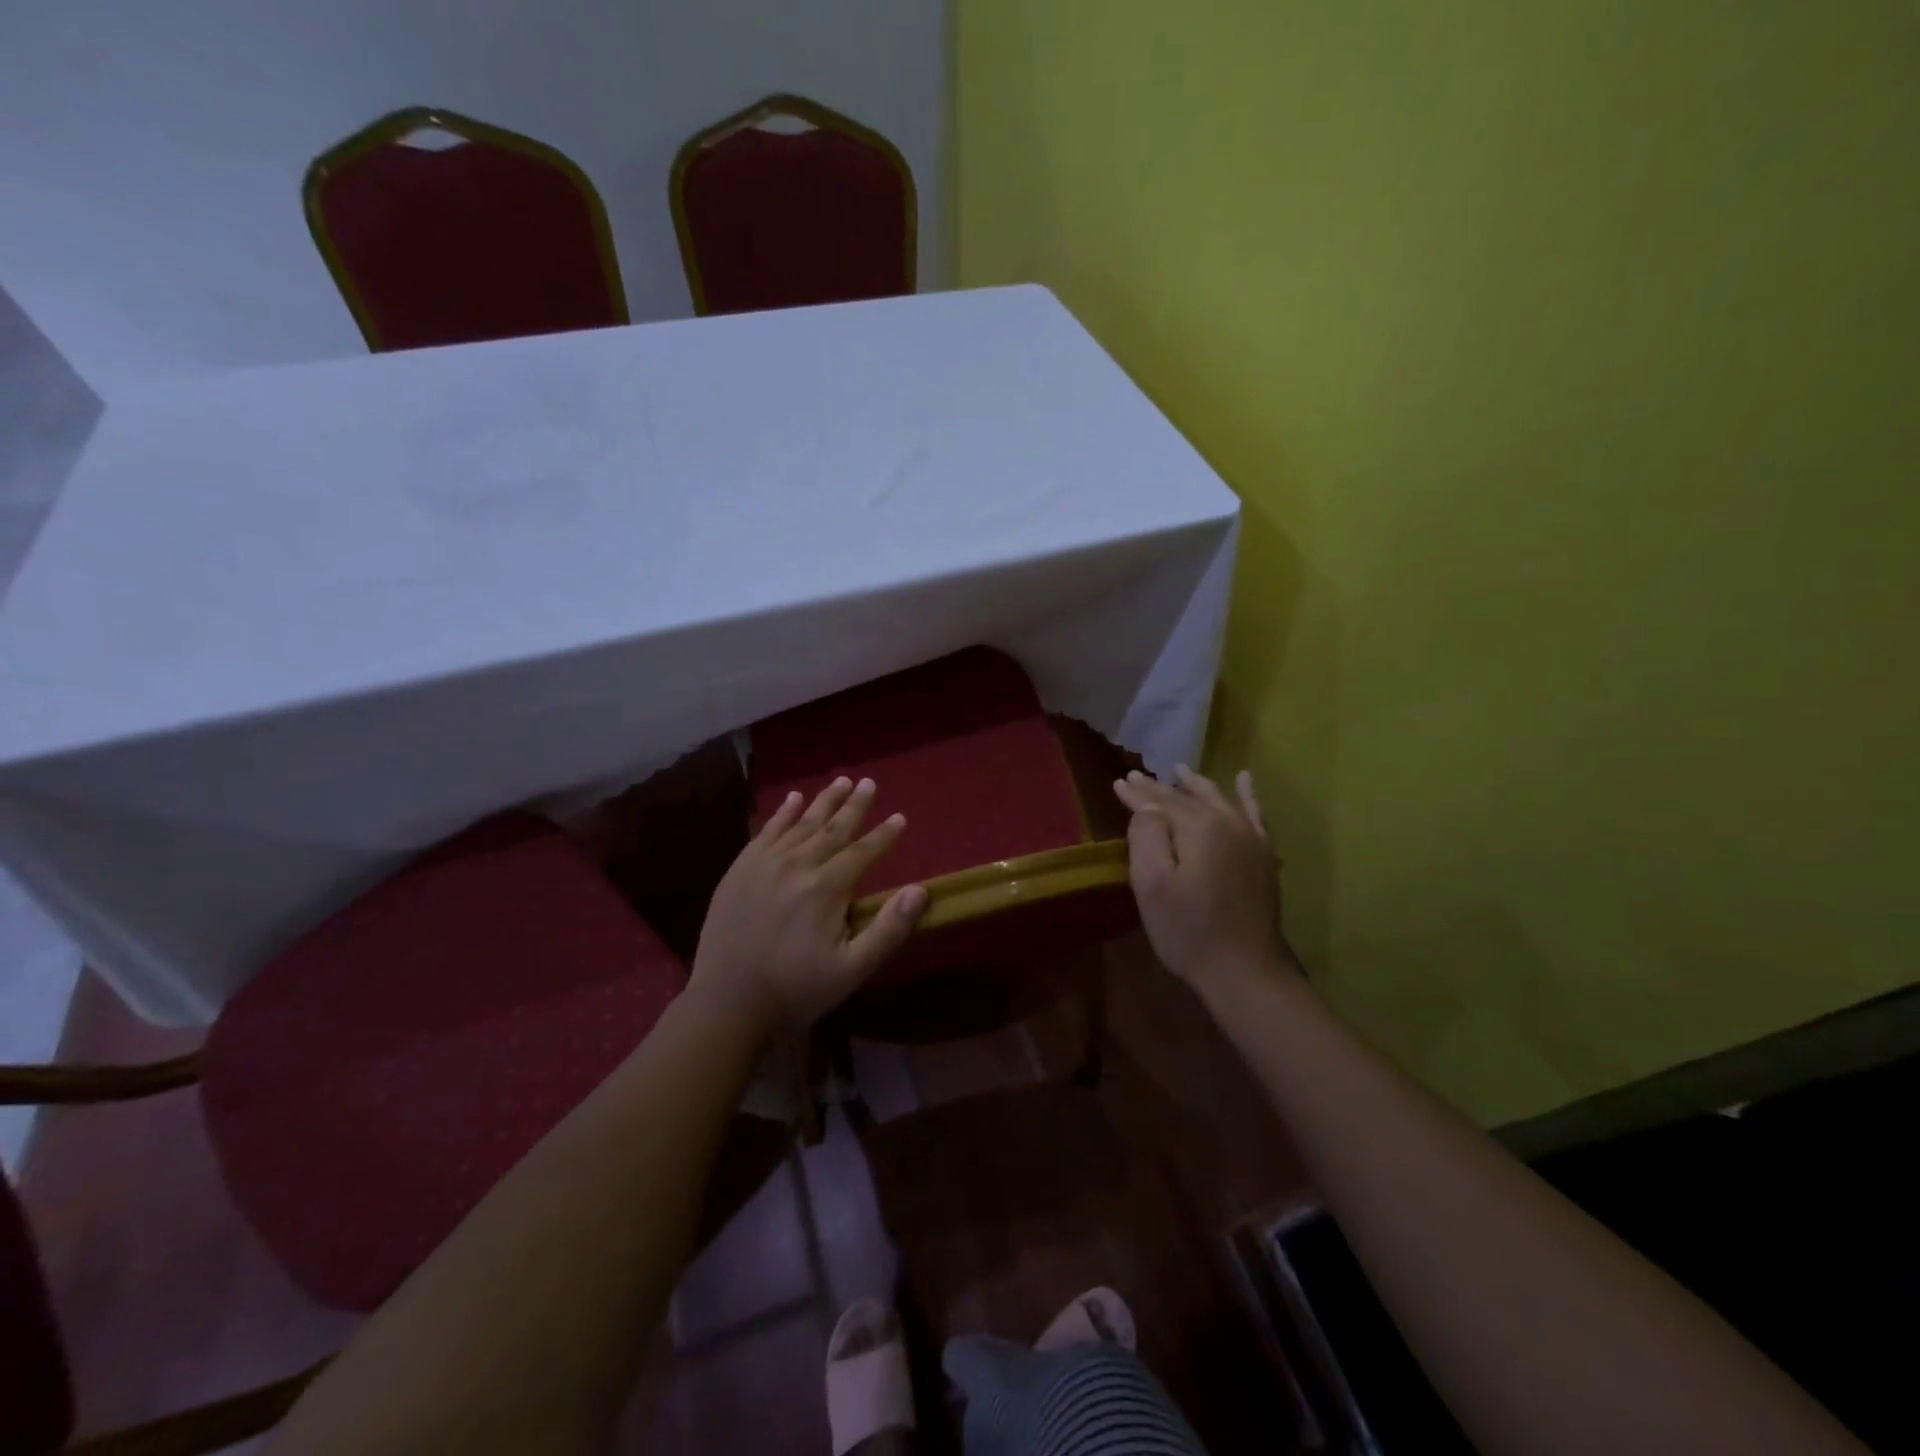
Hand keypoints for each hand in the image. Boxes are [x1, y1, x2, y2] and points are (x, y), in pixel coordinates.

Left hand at [690, 777, 927, 1035]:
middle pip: (833, 828)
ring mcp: (764, 863)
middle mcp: (797, 865)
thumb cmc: (796, 989)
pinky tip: (794, 799)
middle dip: (855, 805)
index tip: (900, 817)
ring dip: (824, 801)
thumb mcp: (852, 970)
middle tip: (870, 783)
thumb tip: (919, 890)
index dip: (884, 835)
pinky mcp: (740, 869)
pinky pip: (767, 830)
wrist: (727, 1002)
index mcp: (826, 888)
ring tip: (841, 781)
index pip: (863, 852)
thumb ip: (889, 929)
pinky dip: (783, 812)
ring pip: (802, 823)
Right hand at [1112, 765, 1291, 999]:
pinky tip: (1243, 780)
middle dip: (1160, 788)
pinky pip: (1254, 814)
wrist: (1244, 971)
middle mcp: (1229, 823)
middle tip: (1136, 776)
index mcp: (1200, 827)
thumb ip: (1147, 836)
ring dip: (1196, 785)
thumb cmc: (1188, 930)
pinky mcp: (1263, 857)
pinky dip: (1247, 795)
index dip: (1137, 794)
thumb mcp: (1151, 884)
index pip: (1161, 802)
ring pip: (1219, 800)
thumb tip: (1148, 809)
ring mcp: (1251, 839)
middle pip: (1188, 798)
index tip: (1118, 782)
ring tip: (1180, 770)